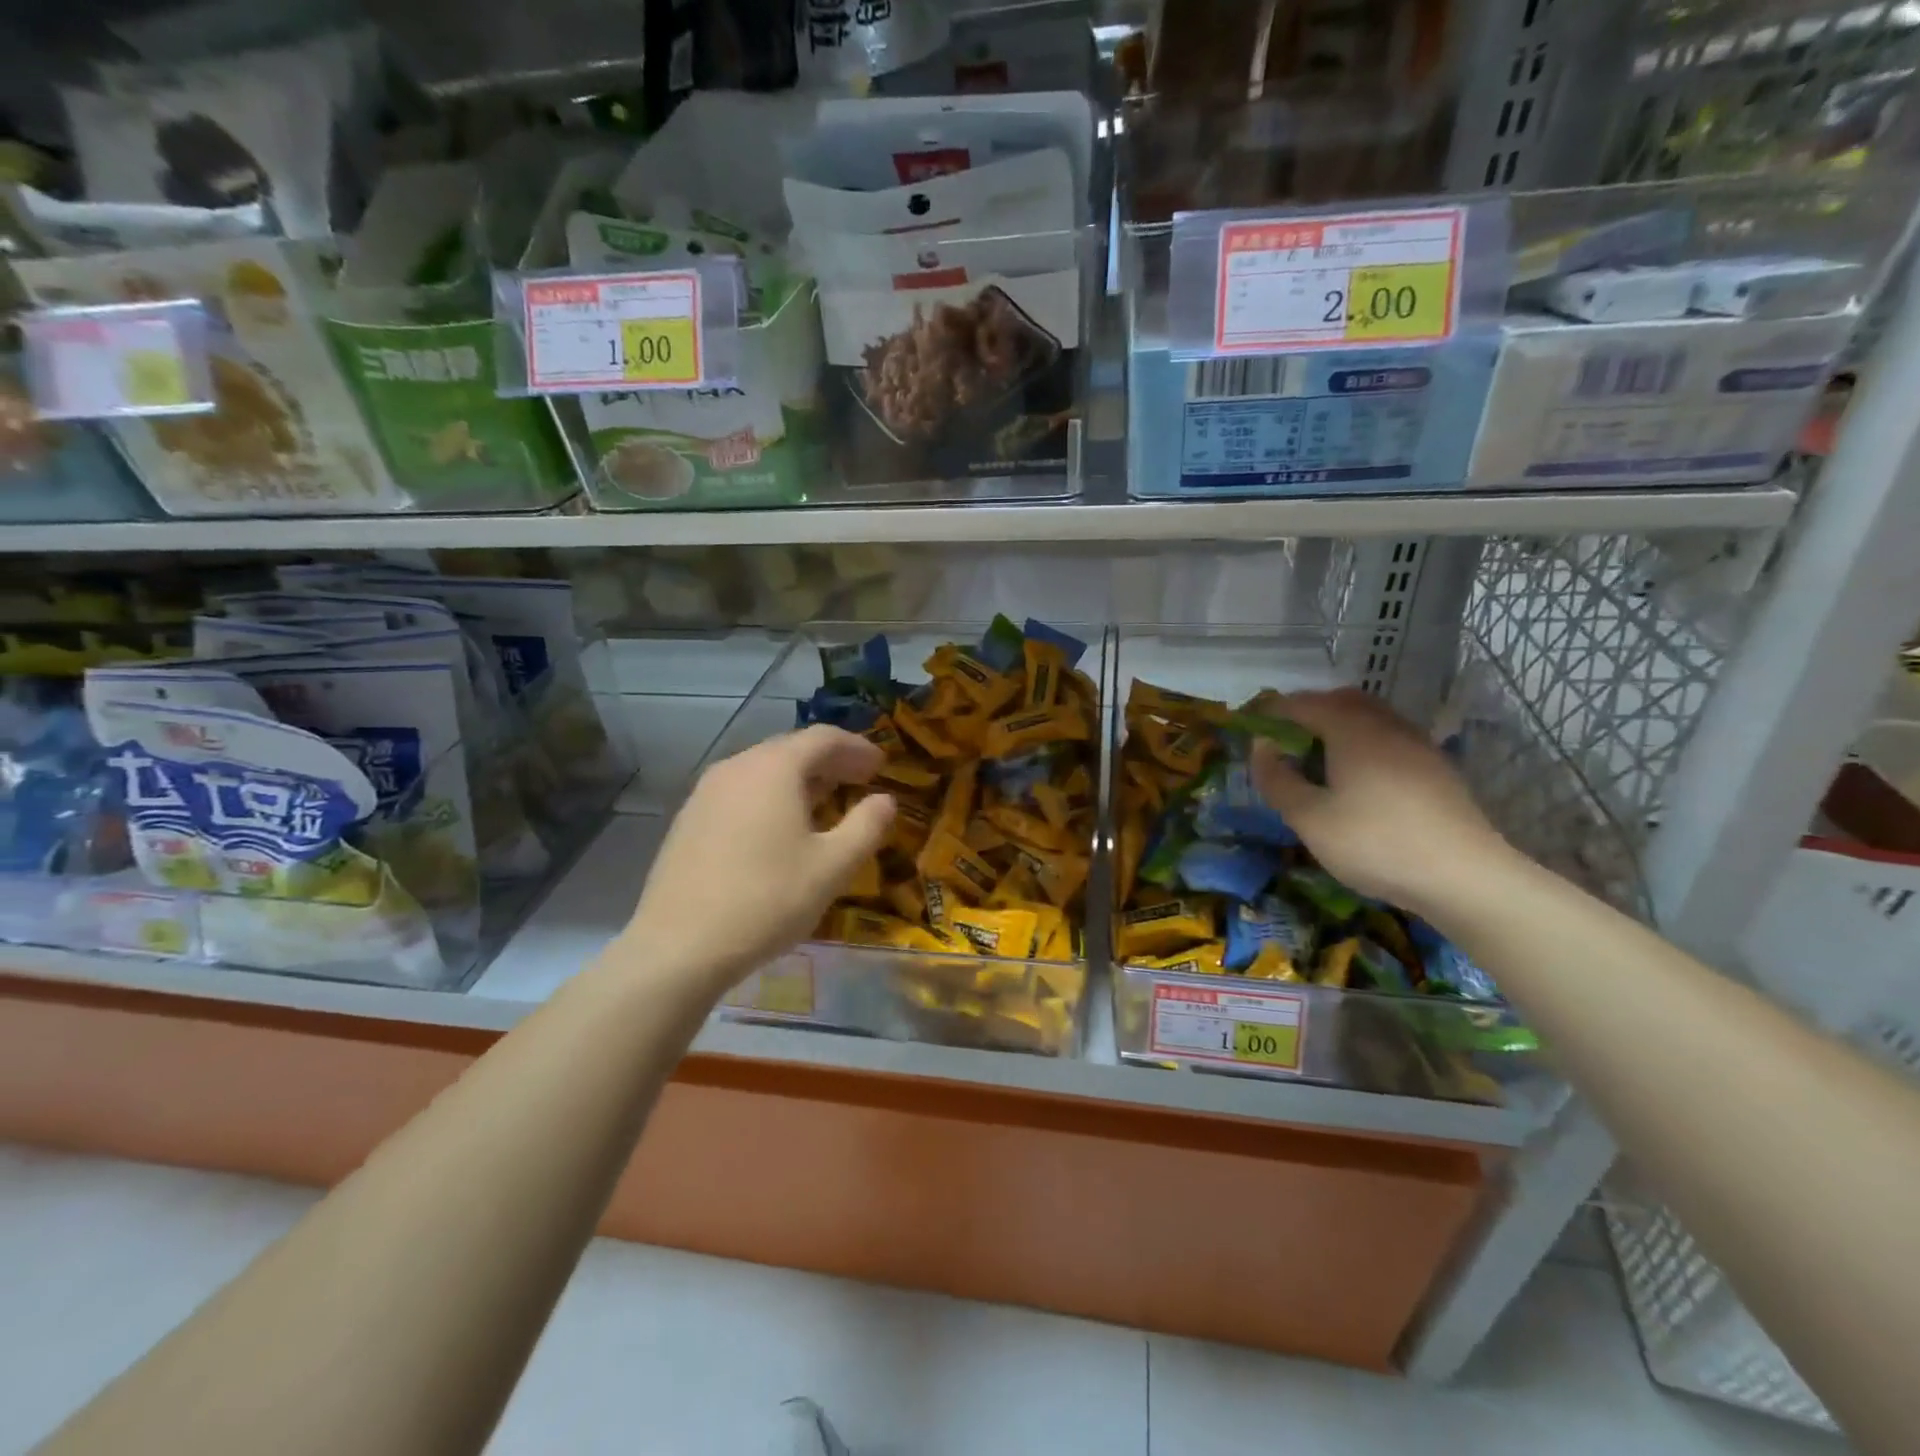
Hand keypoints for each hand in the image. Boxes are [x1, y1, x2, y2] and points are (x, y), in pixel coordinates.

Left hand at [627, 726, 895, 996]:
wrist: (678, 946)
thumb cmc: (767, 900)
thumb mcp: (832, 867)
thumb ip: (866, 826)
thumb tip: (885, 799)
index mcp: (774, 768)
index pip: (823, 738)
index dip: (857, 747)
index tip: (881, 765)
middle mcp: (737, 767)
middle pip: (791, 749)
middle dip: (830, 762)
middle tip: (860, 780)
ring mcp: (706, 792)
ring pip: (763, 771)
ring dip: (800, 780)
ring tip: (825, 802)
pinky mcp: (689, 820)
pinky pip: (741, 793)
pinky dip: (770, 797)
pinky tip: (780, 829)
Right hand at [1248, 689, 1514, 913]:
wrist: (1464, 877)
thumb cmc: (1374, 843)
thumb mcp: (1309, 818)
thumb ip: (1278, 779)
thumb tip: (1261, 749)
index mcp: (1351, 729)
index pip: (1301, 704)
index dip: (1271, 711)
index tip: (1249, 728)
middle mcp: (1385, 725)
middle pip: (1340, 701)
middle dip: (1307, 714)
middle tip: (1283, 742)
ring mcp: (1416, 745)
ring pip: (1369, 719)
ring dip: (1337, 728)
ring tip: (1317, 762)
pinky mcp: (1435, 768)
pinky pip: (1389, 739)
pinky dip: (1363, 746)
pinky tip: (1357, 781)